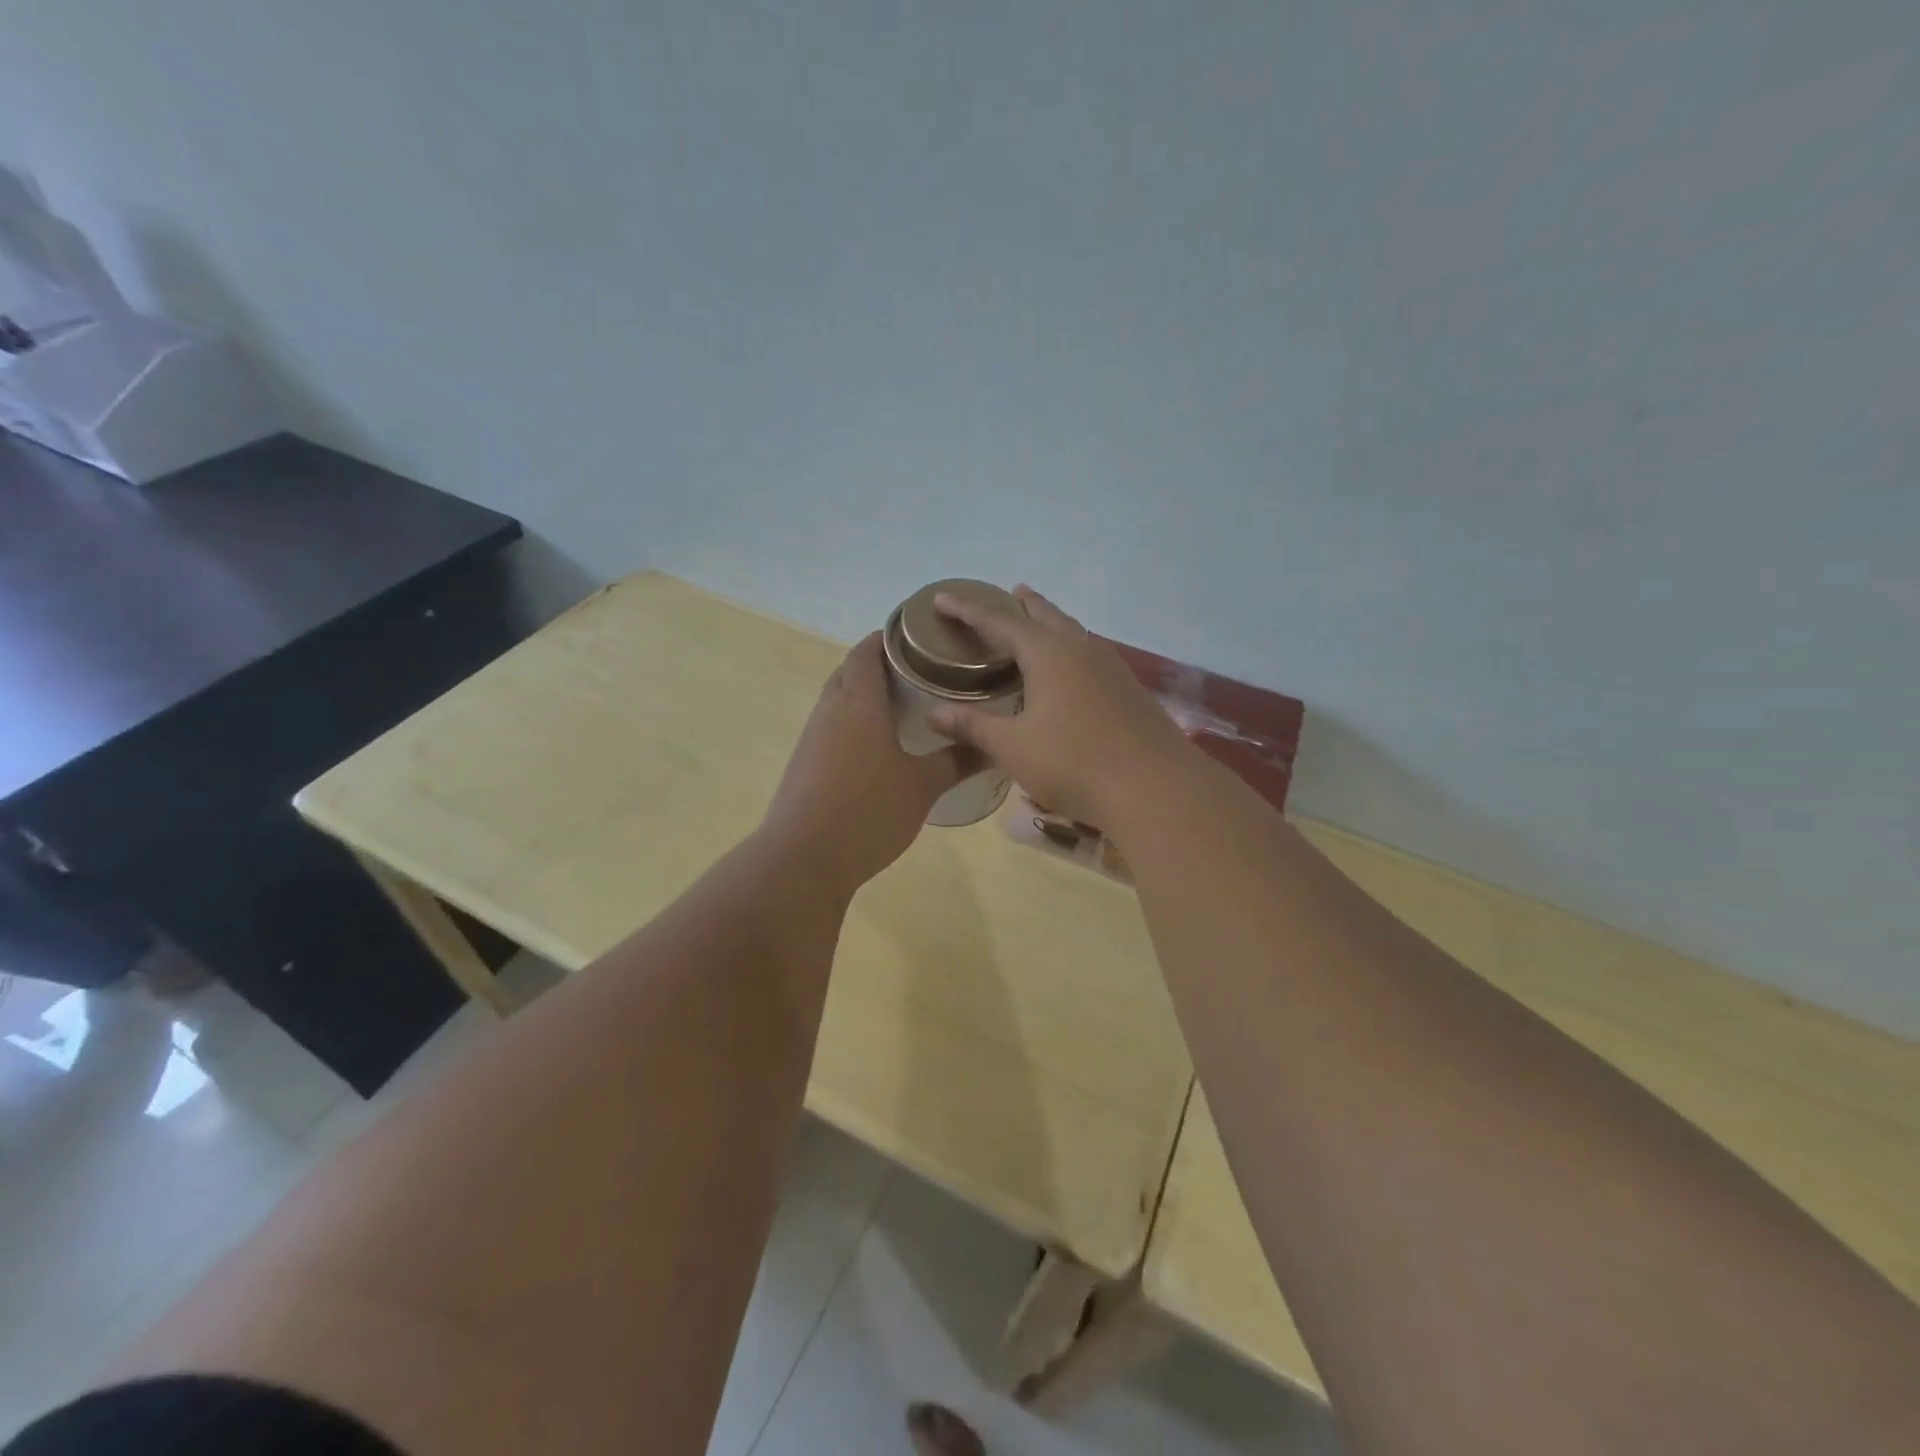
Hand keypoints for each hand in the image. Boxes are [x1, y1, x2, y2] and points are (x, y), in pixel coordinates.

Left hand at [761, 633, 971, 896]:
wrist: (803, 859)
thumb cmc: (869, 811)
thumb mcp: (923, 787)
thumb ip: (957, 761)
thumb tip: (994, 746)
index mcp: (859, 702)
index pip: (867, 650)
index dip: (889, 637)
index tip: (919, 638)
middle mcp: (830, 710)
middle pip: (850, 671)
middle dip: (879, 665)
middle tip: (919, 673)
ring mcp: (812, 737)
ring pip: (838, 700)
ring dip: (864, 695)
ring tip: (903, 707)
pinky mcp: (804, 763)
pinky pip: (831, 727)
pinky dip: (853, 723)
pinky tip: (876, 748)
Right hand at [927, 585, 1202, 829]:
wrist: (1155, 788)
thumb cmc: (1074, 763)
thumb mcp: (1014, 747)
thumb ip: (973, 727)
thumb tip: (933, 713)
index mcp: (1048, 654)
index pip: (998, 622)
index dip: (968, 610)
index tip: (942, 598)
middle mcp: (1080, 649)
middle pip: (1045, 616)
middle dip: (1023, 605)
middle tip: (1009, 592)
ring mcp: (1110, 668)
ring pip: (1073, 632)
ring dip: (1051, 622)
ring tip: (1038, 622)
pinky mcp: (1128, 689)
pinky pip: (1090, 654)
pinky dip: (1070, 648)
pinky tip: (1071, 669)